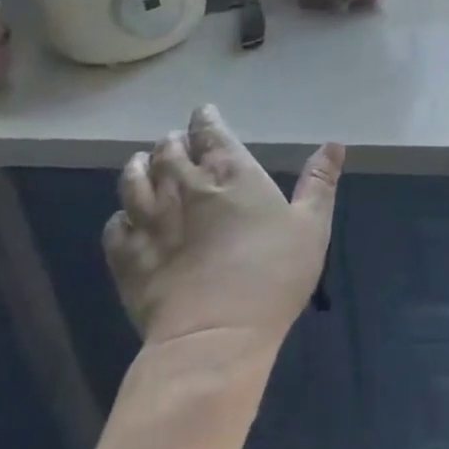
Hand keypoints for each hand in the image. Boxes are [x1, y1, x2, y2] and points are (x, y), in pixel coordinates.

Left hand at [104, 105, 342, 360]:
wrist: (214, 335)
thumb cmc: (273, 274)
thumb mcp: (311, 225)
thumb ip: (319, 182)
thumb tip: (334, 144)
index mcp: (231, 173)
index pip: (211, 133)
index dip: (206, 120)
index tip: (204, 113)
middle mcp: (185, 187)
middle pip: (169, 152)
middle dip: (173, 142)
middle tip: (176, 140)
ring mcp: (150, 221)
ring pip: (134, 181)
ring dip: (139, 167)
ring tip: (142, 163)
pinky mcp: (126, 257)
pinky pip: (115, 226)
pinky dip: (120, 215)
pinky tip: (127, 219)